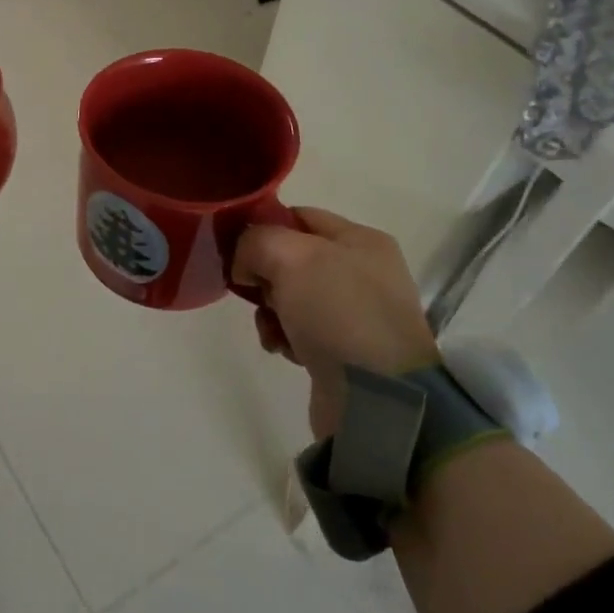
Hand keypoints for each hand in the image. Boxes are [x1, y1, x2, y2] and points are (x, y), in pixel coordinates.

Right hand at [231, 207, 439, 441]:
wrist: (378, 397)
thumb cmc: (338, 312)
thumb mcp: (291, 257)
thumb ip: (256, 242)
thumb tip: (245, 265)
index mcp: (360, 240)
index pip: (298, 216)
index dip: (263, 227)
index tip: (235, 247)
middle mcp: (362, 272)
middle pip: (291, 258)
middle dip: (264, 274)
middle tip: (255, 291)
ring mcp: (354, 313)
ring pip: (289, 297)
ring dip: (269, 310)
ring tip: (272, 328)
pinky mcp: (344, 350)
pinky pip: (299, 331)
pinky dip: (283, 337)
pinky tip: (283, 349)